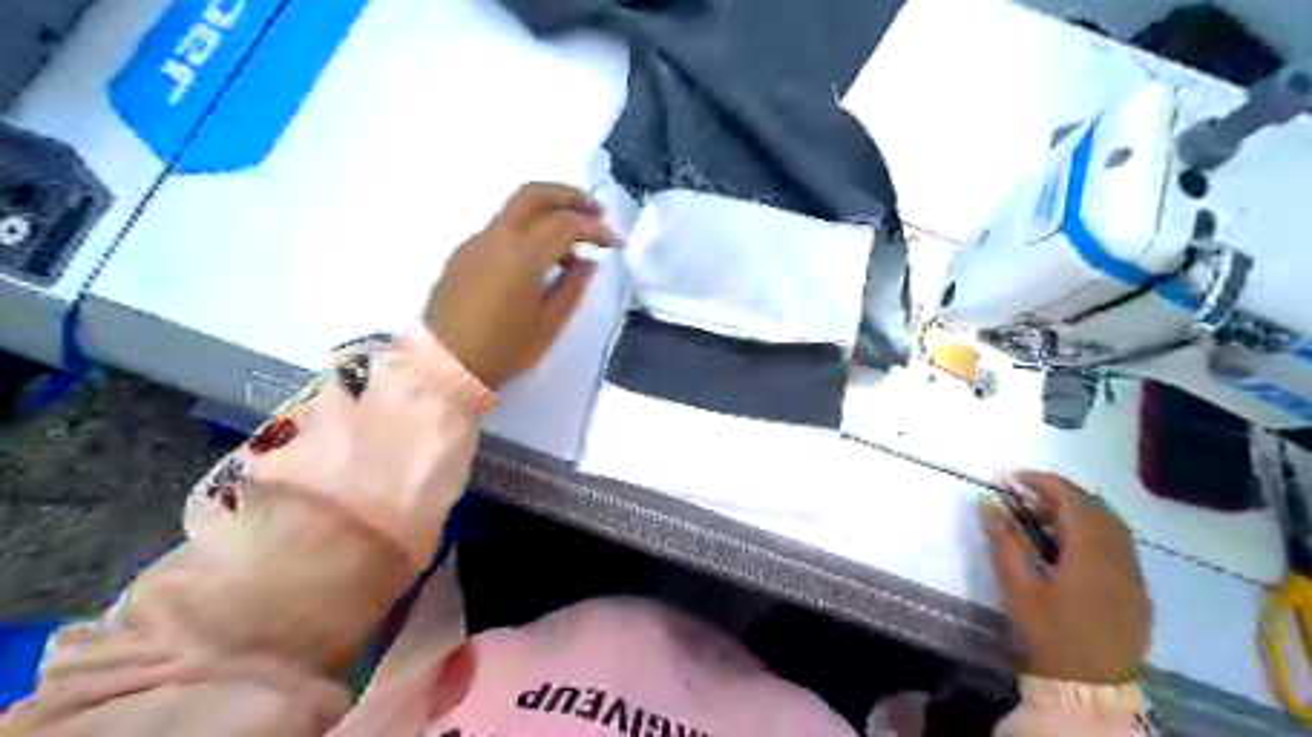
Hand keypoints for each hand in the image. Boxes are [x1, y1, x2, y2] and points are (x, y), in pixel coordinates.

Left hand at [425, 181, 621, 388]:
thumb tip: (588, 263)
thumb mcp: (548, 324)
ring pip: (515, 210)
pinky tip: (535, 263)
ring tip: (569, 249)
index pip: (567, 225)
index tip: (616, 242)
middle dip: (569, 197)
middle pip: (534, 195)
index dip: (596, 229)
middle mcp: (496, 237)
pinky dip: (525, 232)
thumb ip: (572, 287)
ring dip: (547, 215)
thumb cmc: (503, 349)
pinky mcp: (462, 254)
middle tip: (595, 211)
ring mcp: (475, 242)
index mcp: (522, 255)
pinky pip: (500, 230)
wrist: (443, 366)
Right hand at [978, 472, 1149, 683]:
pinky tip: (1068, 547)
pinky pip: (1118, 546)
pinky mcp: (1137, 592)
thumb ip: (1004, 542)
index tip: (1013, 478)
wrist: (1089, 688)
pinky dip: (1093, 533)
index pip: (1073, 501)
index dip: (1044, 482)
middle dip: (1060, 494)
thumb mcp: (1018, 587)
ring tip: (1043, 520)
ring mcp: (1134, 576)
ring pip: (1111, 527)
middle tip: (1025, 498)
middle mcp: (1120, 559)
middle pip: (1096, 509)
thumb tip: (988, 504)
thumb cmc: (1048, 634)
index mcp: (1091, 555)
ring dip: (1078, 513)